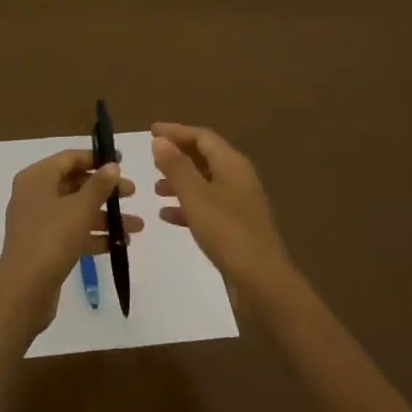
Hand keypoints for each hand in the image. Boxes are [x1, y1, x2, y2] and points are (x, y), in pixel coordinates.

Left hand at [0, 149, 141, 333]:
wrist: (25, 290)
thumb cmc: (52, 239)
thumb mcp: (80, 208)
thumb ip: (99, 185)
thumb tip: (112, 165)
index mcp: (37, 178)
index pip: (69, 158)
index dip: (96, 158)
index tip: (122, 161)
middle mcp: (34, 195)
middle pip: (74, 184)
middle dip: (105, 190)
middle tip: (133, 193)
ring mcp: (38, 221)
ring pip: (76, 210)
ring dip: (105, 216)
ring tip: (136, 227)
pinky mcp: (43, 244)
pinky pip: (72, 232)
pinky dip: (93, 235)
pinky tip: (119, 244)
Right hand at [152, 123, 293, 297]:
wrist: (261, 281)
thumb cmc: (226, 233)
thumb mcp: (196, 197)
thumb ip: (177, 167)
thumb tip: (160, 140)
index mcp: (232, 164)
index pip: (203, 137)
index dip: (176, 132)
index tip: (151, 131)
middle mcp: (238, 178)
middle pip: (206, 157)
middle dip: (178, 155)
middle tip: (151, 157)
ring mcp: (239, 203)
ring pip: (205, 182)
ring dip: (181, 180)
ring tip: (156, 187)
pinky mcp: (236, 226)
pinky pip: (208, 205)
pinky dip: (188, 205)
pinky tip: (167, 215)